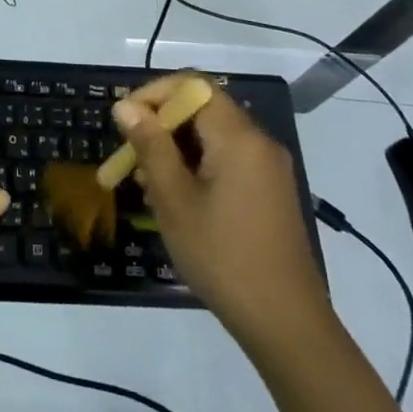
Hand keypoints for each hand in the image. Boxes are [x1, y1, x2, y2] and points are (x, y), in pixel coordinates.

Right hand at [111, 76, 331, 342]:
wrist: (286, 325)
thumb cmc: (223, 257)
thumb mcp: (175, 200)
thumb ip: (150, 145)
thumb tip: (126, 106)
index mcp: (239, 137)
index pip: (193, 86)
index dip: (155, 93)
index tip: (126, 121)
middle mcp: (259, 142)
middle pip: (203, 109)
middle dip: (162, 125)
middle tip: (131, 157)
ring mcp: (269, 168)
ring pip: (213, 136)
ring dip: (177, 148)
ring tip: (148, 184)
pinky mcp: (271, 192)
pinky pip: (228, 159)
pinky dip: (198, 166)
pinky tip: (177, 199)